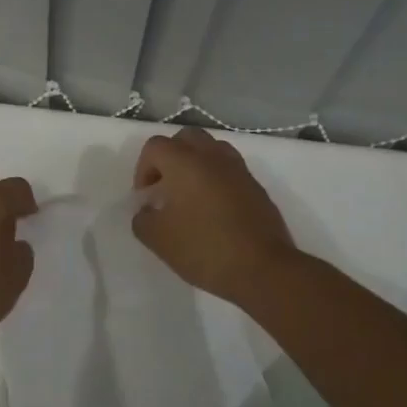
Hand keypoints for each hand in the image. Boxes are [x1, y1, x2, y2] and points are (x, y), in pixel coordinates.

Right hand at [132, 128, 298, 304]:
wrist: (263, 268)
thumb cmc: (204, 248)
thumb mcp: (158, 239)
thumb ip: (143, 219)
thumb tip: (147, 211)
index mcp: (185, 162)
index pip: (155, 146)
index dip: (143, 169)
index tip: (147, 198)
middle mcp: (213, 156)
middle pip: (186, 138)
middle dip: (170, 157)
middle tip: (165, 187)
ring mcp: (239, 170)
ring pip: (212, 150)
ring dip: (196, 164)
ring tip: (190, 196)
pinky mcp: (257, 187)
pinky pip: (230, 170)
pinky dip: (216, 179)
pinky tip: (213, 210)